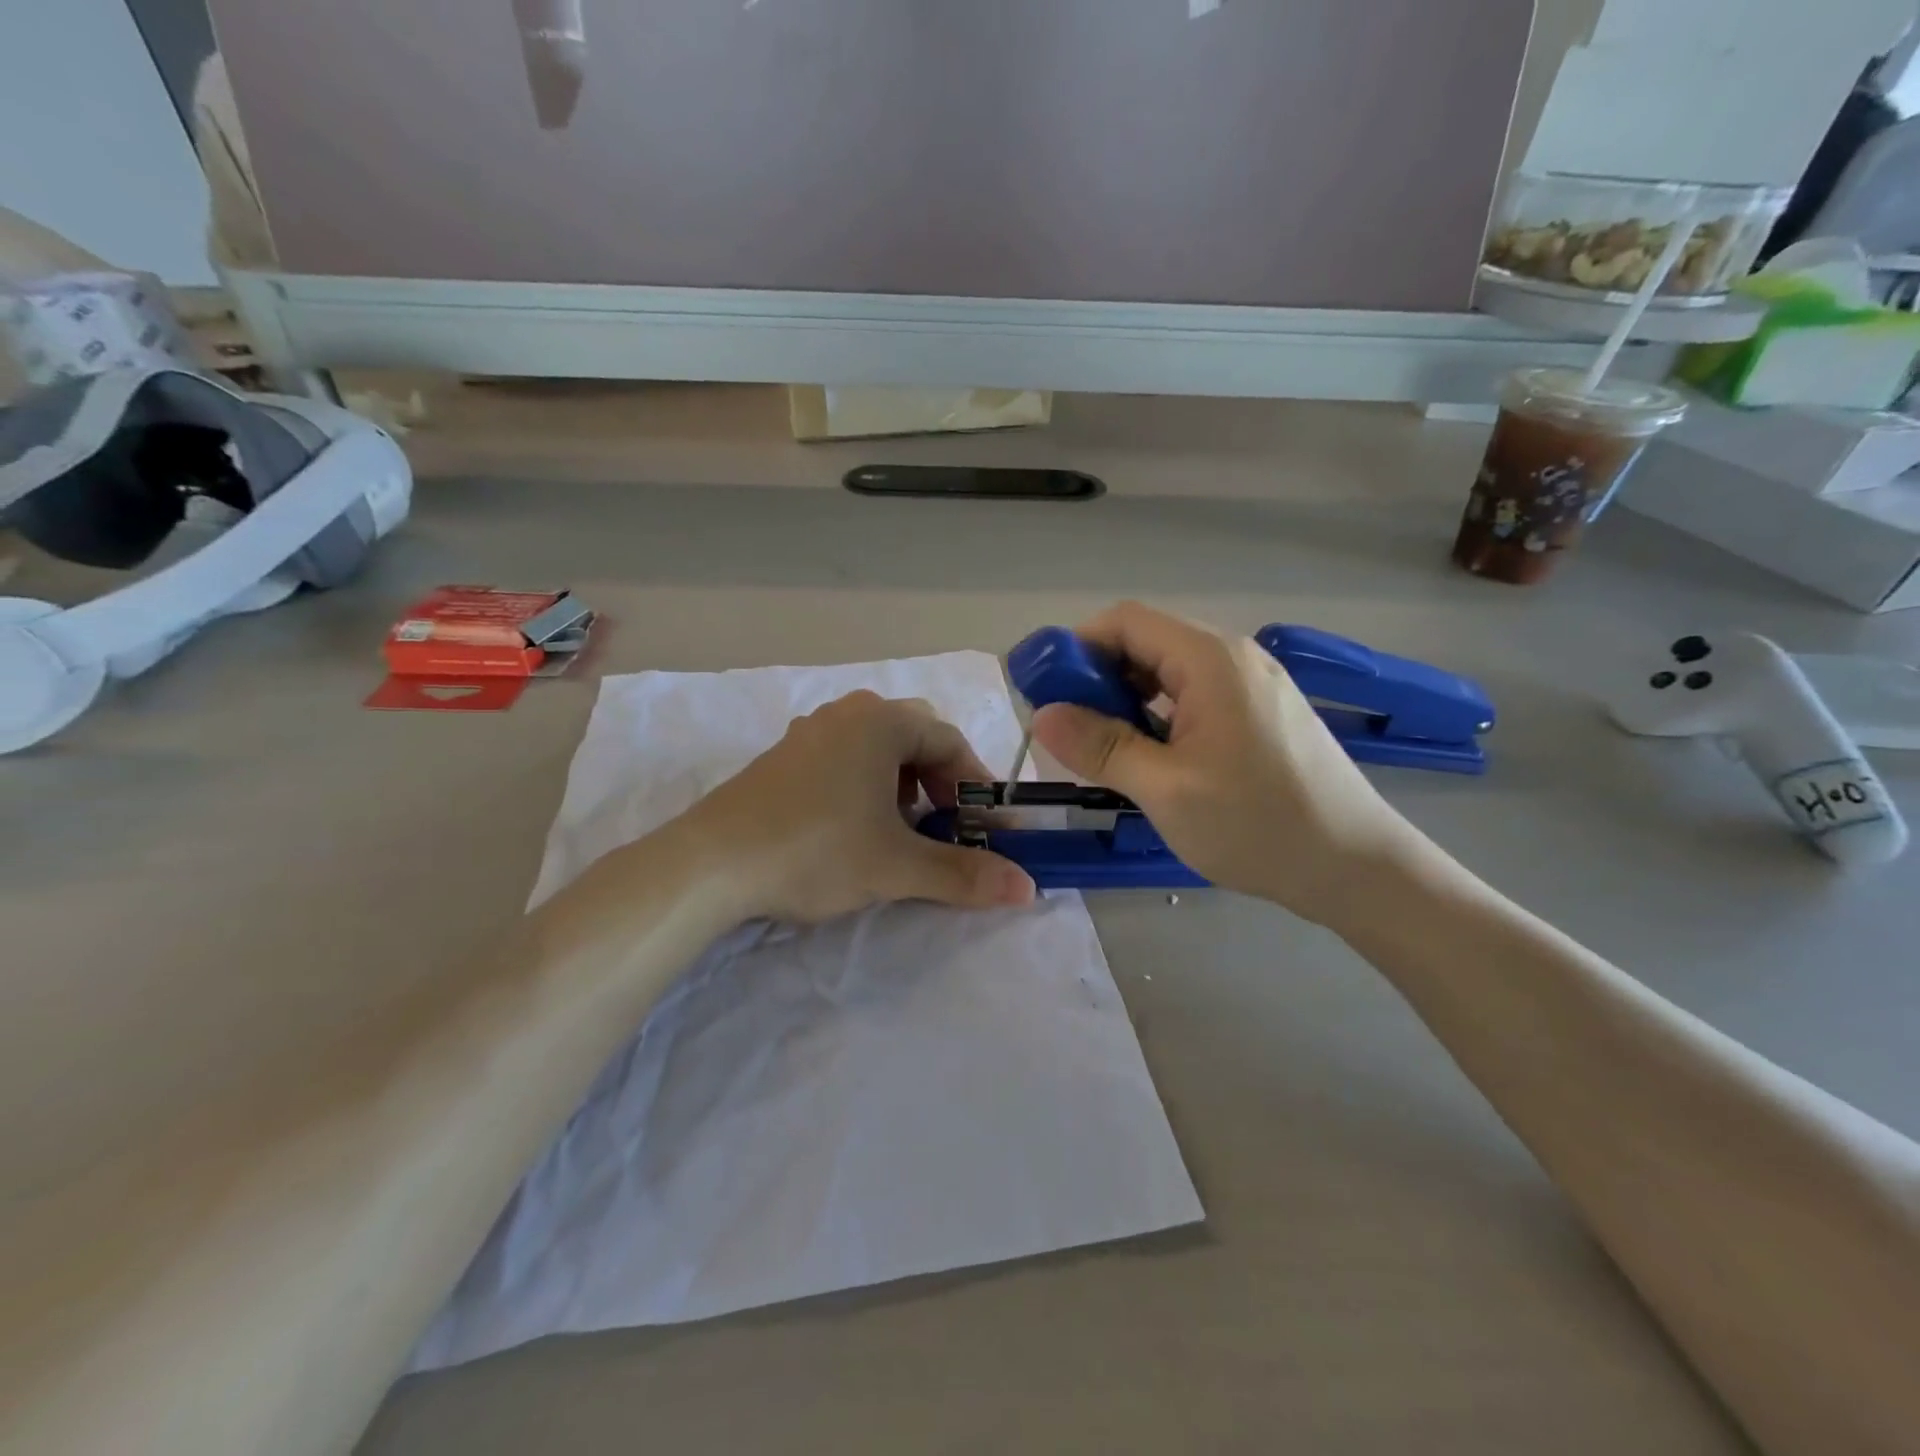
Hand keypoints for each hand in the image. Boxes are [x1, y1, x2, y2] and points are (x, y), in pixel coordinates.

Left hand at [678, 691, 1036, 925]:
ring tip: (903, 832)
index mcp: (881, 721)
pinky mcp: (782, 758)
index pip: (951, 742)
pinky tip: (854, 829)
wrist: (709, 864)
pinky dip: (866, 788)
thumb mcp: (896, 866)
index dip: (977, 786)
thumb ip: (965, 873)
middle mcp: (847, 714)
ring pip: (877, 750)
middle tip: (947, 827)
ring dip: (903, 787)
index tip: (989, 828)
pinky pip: (844, 760)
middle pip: (915, 740)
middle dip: (940, 784)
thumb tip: (1028, 888)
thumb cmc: (815, 850)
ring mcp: (809, 732)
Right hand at [1030, 602, 1419, 923]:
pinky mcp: (1260, 713)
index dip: (1076, 647)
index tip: (1047, 692)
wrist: (1358, 867)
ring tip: (1106, 752)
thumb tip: (1043, 715)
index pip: (1125, 621)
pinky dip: (1158, 717)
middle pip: (1146, 643)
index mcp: (1210, 659)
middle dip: (1098, 679)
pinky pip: (1193, 697)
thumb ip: (1101, 747)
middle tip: (1070, 732)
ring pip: (1168, 674)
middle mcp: (1232, 657)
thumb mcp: (1165, 789)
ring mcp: (1251, 684)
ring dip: (1127, 702)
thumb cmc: (1259, 825)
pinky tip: (1150, 759)